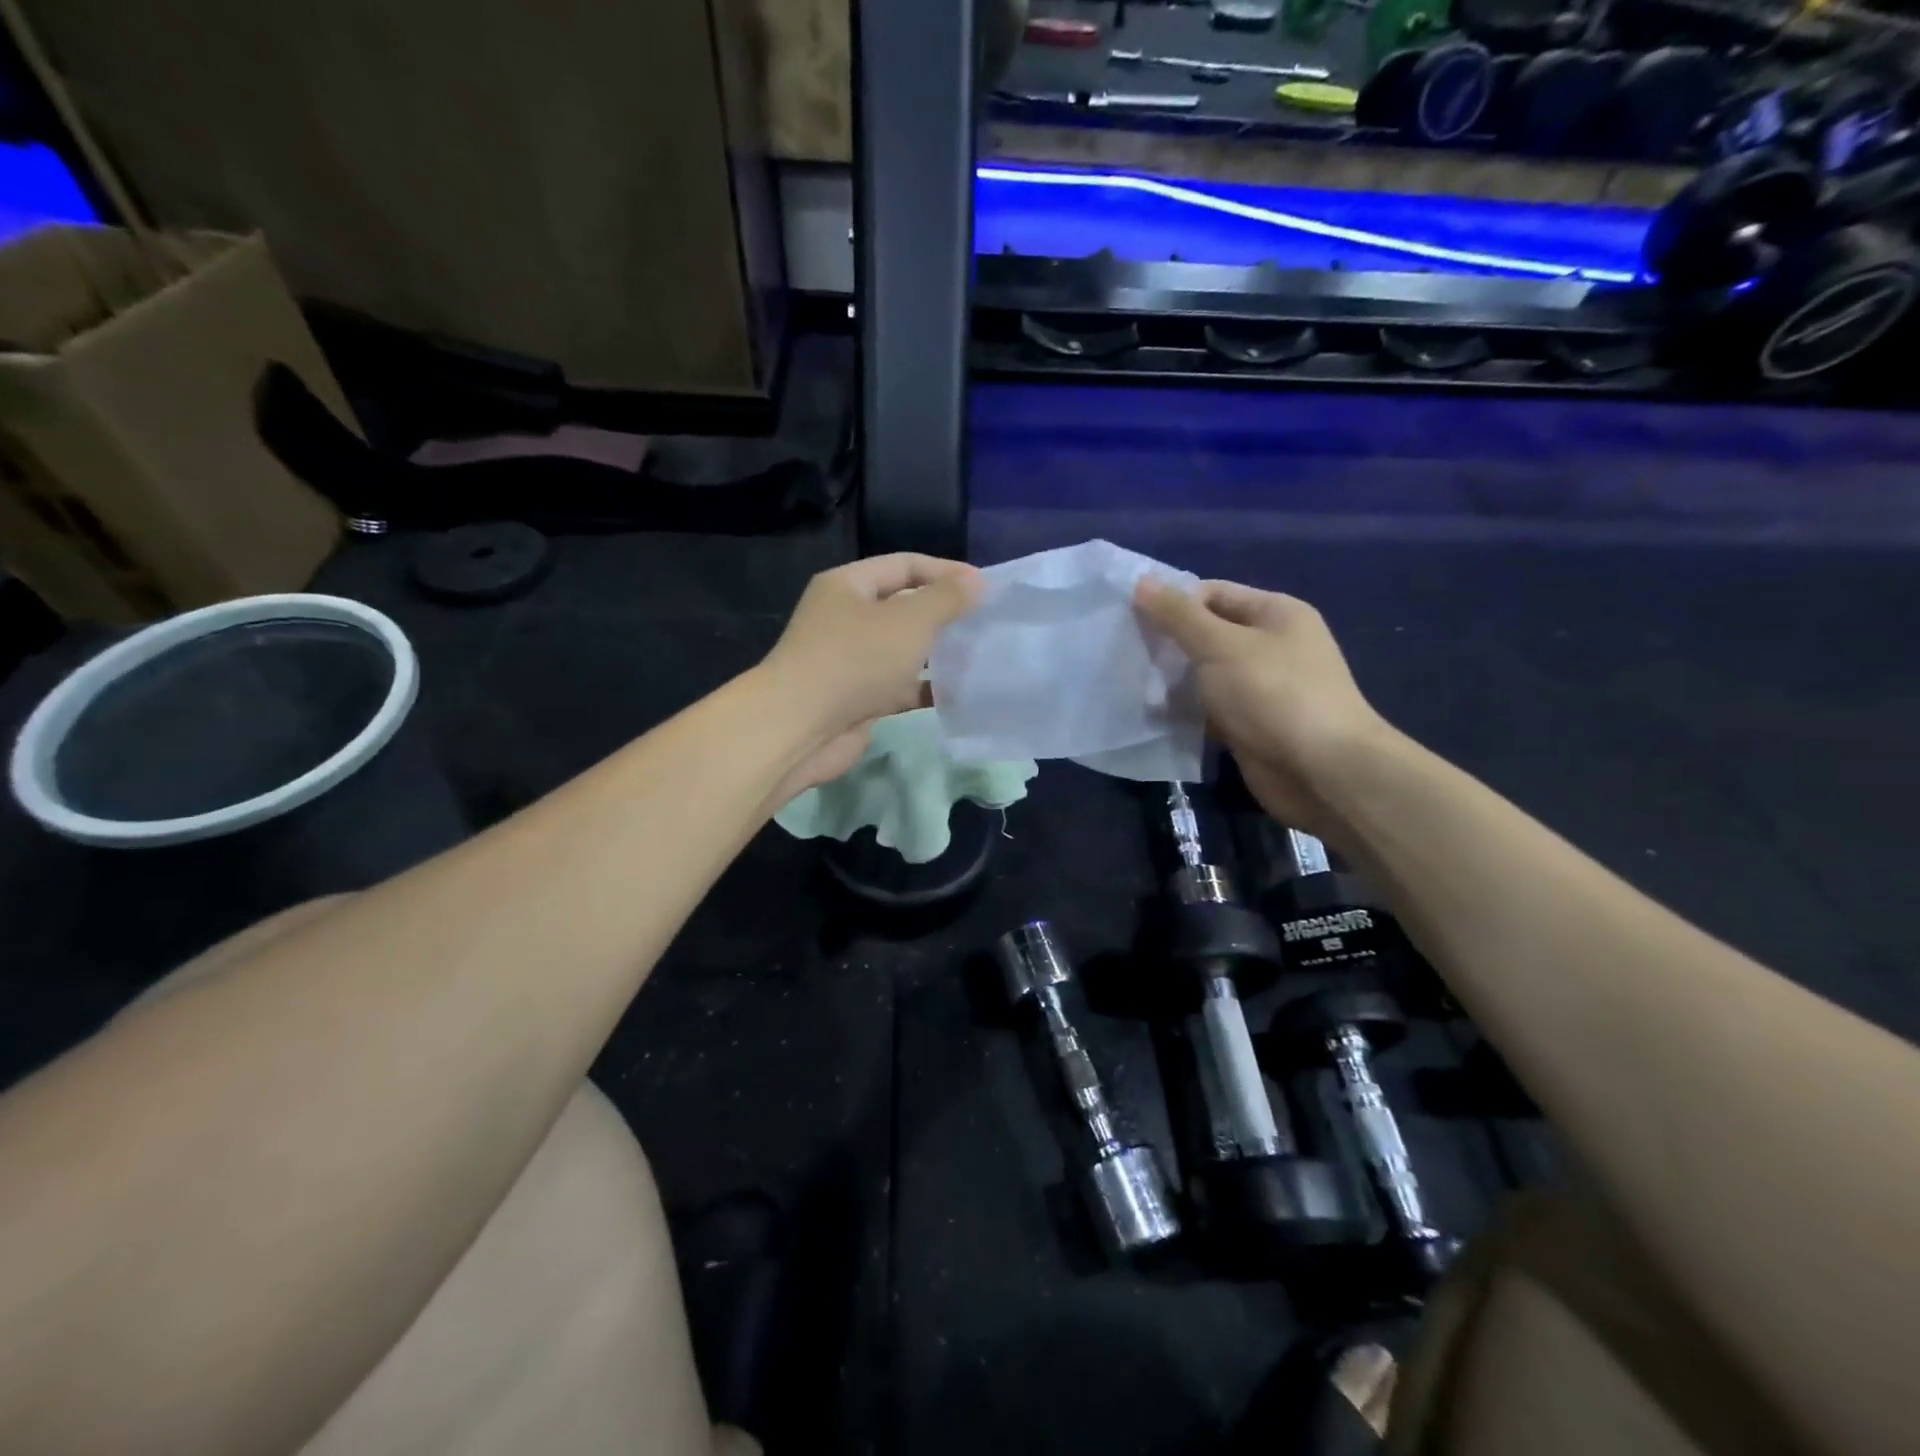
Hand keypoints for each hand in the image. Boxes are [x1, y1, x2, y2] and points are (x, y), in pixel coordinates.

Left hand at [759, 553, 981, 795]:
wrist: (802, 728)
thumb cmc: (855, 660)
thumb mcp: (909, 620)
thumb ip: (947, 599)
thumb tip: (978, 582)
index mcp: (848, 586)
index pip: (904, 565)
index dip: (946, 572)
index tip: (986, 588)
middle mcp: (846, 618)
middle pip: (904, 606)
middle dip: (944, 613)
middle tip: (987, 622)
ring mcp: (851, 661)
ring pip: (903, 649)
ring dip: (938, 652)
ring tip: (981, 655)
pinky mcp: (858, 698)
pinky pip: (900, 686)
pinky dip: (926, 688)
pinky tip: (960, 693)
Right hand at [1135, 578, 1393, 834]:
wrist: (1321, 771)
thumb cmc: (1273, 695)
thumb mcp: (1221, 645)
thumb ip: (1178, 615)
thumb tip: (1141, 581)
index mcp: (1275, 614)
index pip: (1213, 593)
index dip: (1173, 602)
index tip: (1130, 619)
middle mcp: (1271, 646)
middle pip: (1207, 633)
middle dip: (1169, 642)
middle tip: (1125, 652)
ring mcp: (1261, 688)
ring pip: (1205, 674)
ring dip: (1172, 679)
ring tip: (1131, 684)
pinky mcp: (1250, 725)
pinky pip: (1209, 708)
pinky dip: (1185, 711)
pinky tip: (1153, 715)